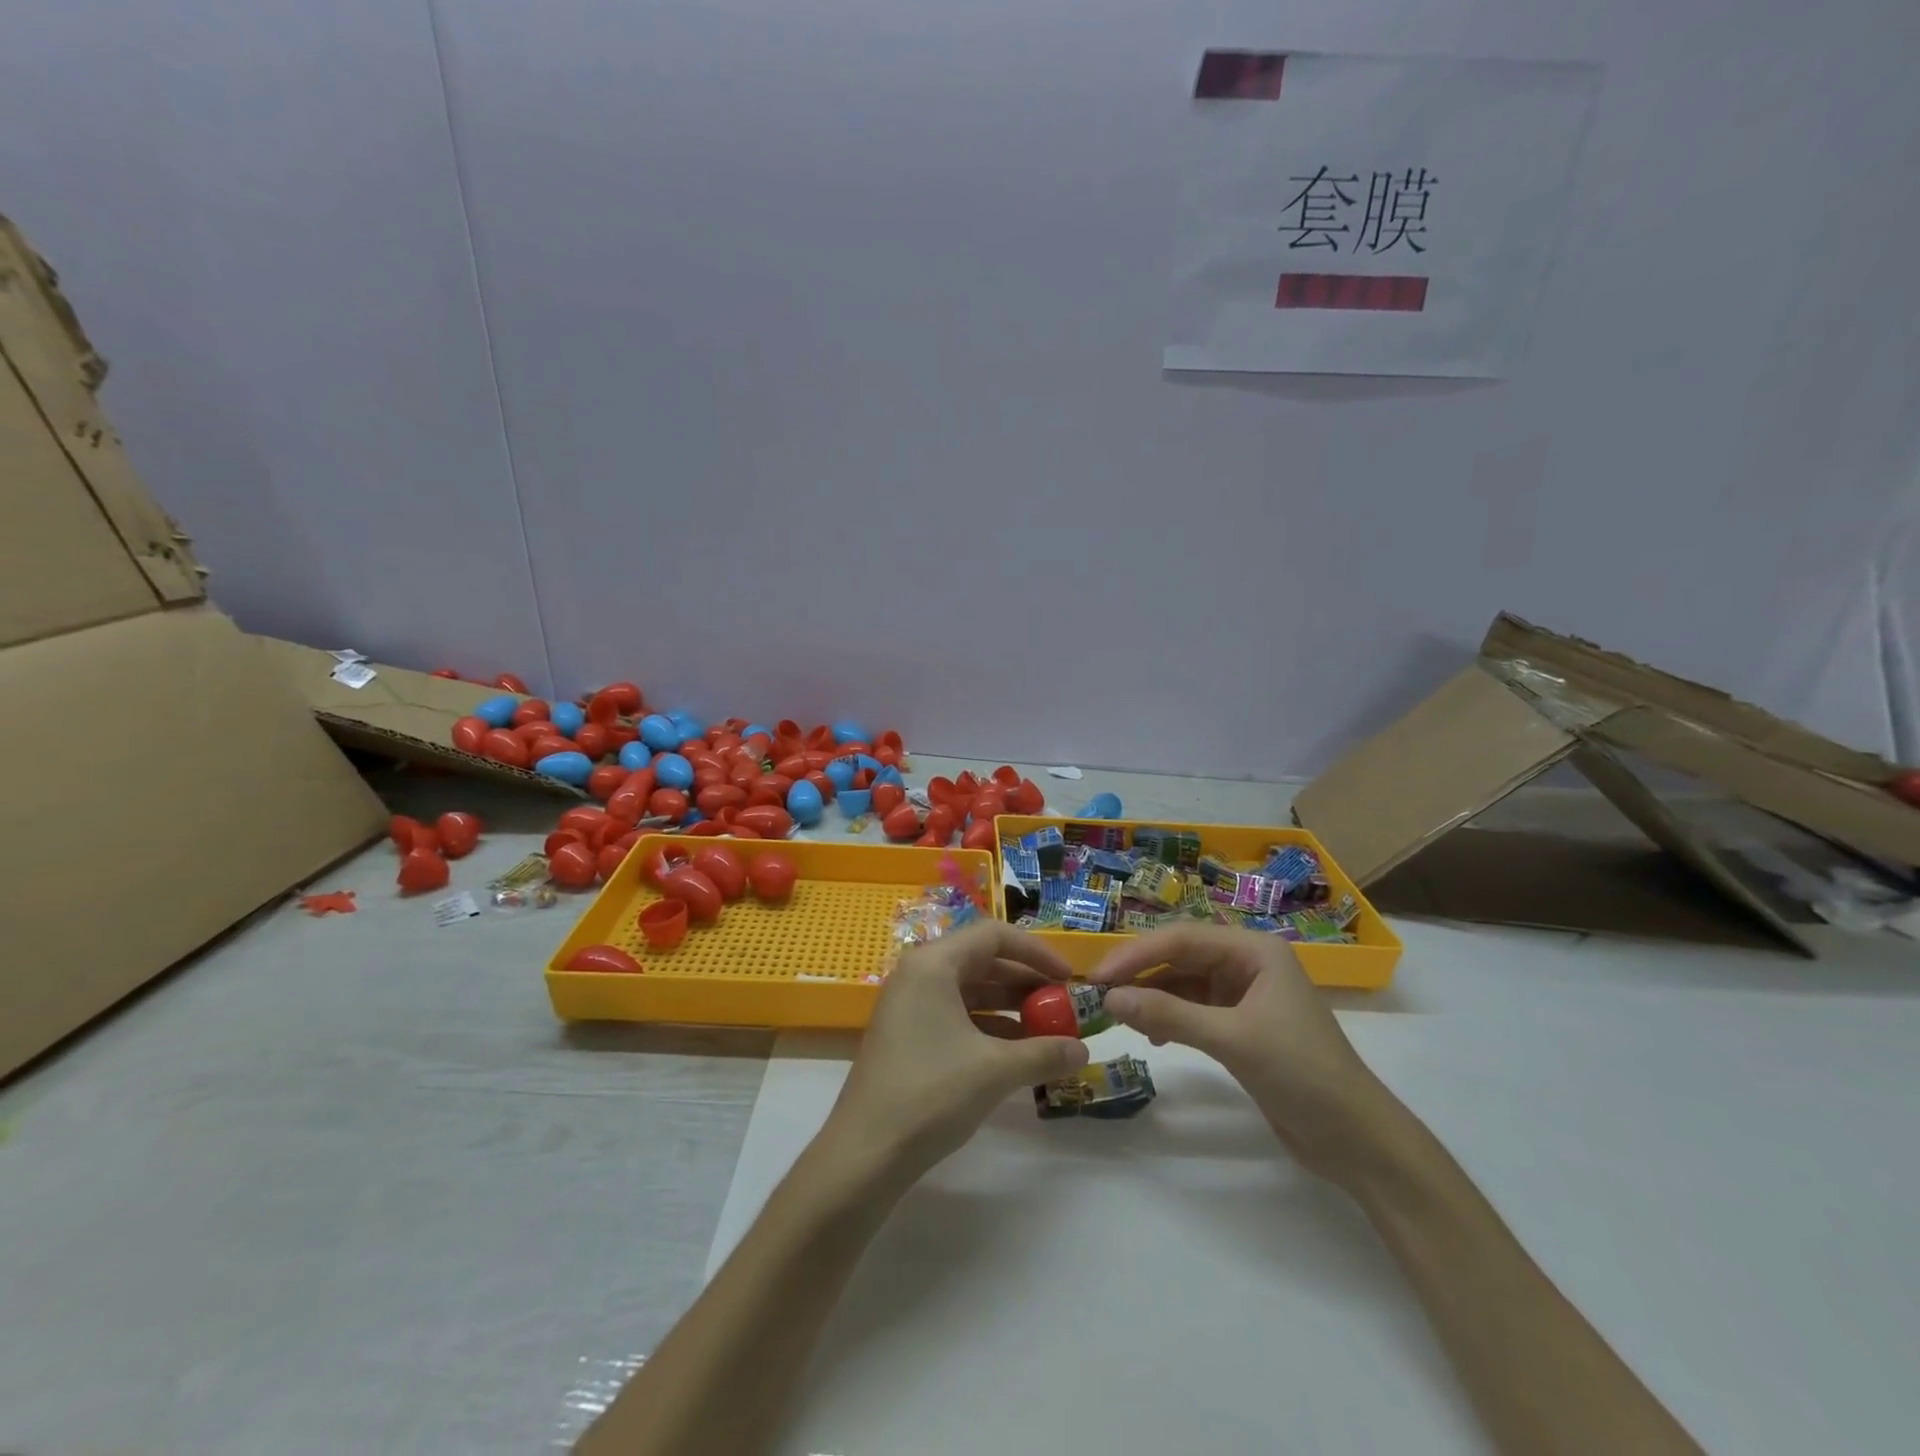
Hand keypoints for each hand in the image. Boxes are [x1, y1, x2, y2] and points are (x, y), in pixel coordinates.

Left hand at [823, 922, 1089, 1183]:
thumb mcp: (995, 1070)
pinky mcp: (908, 1034)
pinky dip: (989, 1027)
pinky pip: (957, 1015)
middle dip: (1026, 982)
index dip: (1036, 952)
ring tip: (1048, 1031)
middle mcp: (919, 974)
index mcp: (933, 964)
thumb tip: (1084, 1051)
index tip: (1068, 978)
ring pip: (970, 991)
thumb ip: (1044, 1053)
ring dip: (1011, 1007)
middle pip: (982, 961)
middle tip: (1063, 1006)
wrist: (866, 1153)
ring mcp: (910, 1005)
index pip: (993, 935)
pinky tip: (1018, 1053)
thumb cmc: (930, 1094)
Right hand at [1091, 925, 1399, 1186]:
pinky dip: (1169, 1019)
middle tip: (1097, 992)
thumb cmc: (1302, 1074)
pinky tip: (1153, 1036)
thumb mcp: (1234, 1039)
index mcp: (1254, 951)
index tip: (1098, 975)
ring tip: (1119, 1015)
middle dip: (1140, 973)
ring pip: (1183, 984)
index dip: (1137, 954)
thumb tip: (1110, 998)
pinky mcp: (1240, 1026)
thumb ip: (1170, 1014)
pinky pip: (1192, 1010)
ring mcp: (1243, 996)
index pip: (1182, 939)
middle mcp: (1247, 964)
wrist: (1357, 1141)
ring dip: (1152, 997)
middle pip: (1180, 957)